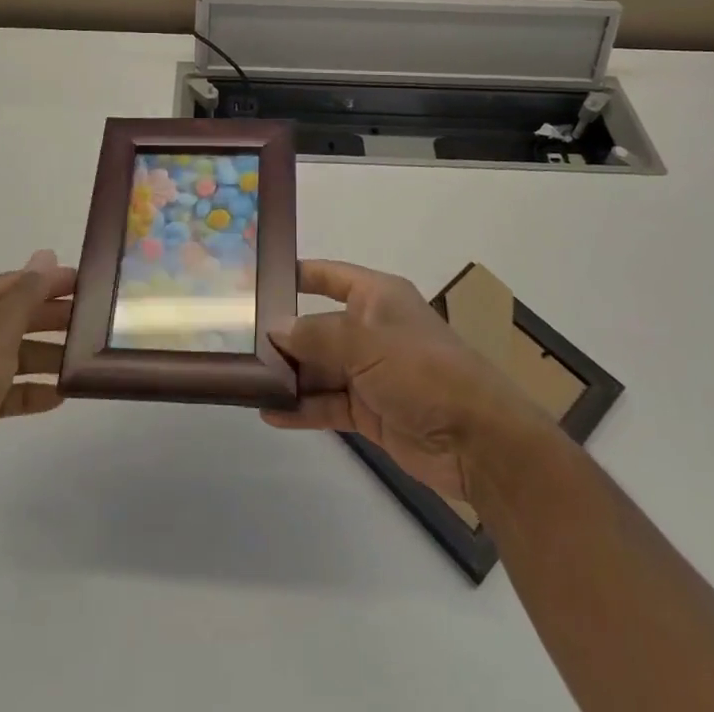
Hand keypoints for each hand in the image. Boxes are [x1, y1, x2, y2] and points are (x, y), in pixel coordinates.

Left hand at [0, 249, 75, 532]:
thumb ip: (27, 294)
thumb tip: (46, 255)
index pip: (10, 283)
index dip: (47, 283)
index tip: (86, 286)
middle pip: (11, 317)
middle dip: (49, 320)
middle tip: (91, 323)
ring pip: (10, 354)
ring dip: (44, 357)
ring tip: (81, 361)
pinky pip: (3, 389)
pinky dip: (29, 391)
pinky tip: (58, 396)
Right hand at [263, 259, 544, 502]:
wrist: (477, 439)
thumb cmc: (421, 369)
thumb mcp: (364, 341)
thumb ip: (316, 334)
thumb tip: (276, 328)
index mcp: (377, 297)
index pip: (329, 276)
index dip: (297, 275)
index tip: (257, 281)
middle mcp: (371, 329)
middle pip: (318, 326)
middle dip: (284, 335)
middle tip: (237, 341)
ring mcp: (371, 372)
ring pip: (320, 368)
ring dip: (290, 375)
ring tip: (246, 381)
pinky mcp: (371, 411)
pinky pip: (329, 404)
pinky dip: (303, 408)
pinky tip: (270, 414)